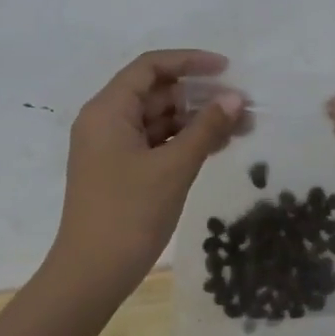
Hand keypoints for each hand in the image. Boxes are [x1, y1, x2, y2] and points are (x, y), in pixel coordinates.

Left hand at [48, 49, 243, 298]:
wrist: (91, 274)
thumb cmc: (129, 214)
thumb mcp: (173, 168)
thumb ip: (206, 129)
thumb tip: (235, 98)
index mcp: (108, 110)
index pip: (150, 67)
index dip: (190, 62)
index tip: (227, 69)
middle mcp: (106, 121)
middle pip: (156, 93)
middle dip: (200, 96)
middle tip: (242, 108)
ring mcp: (111, 148)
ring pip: (159, 120)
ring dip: (196, 121)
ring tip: (240, 129)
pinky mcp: (120, 171)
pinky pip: (155, 143)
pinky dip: (183, 142)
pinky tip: (216, 147)